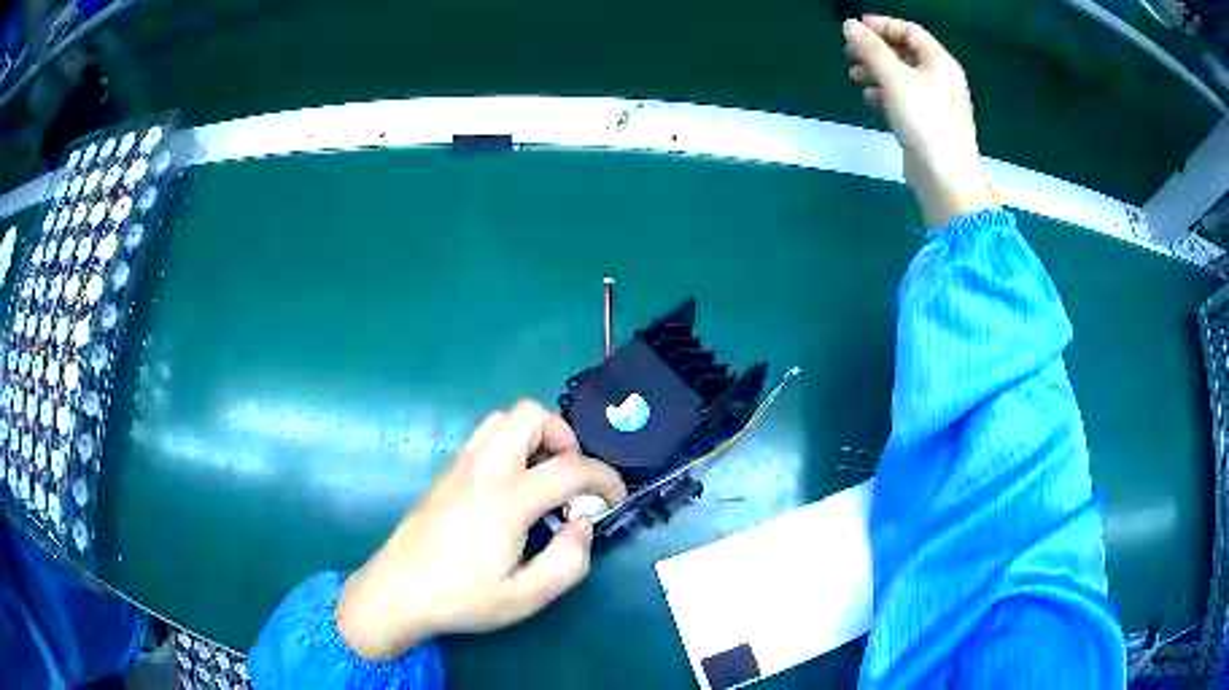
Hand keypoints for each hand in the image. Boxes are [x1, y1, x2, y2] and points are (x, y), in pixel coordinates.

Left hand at [335, 401, 626, 660]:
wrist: (396, 592)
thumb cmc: (461, 599)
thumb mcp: (526, 598)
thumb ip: (568, 562)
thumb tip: (582, 525)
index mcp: (506, 500)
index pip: (571, 467)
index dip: (605, 478)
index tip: (615, 499)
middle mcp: (482, 469)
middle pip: (531, 414)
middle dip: (565, 438)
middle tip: (572, 480)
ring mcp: (459, 466)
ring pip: (503, 419)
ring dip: (535, 438)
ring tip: (543, 480)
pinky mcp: (446, 474)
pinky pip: (485, 438)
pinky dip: (511, 447)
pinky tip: (511, 490)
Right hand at [844, 15, 999, 229]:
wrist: (946, 177)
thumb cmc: (925, 121)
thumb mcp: (894, 77)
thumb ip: (871, 48)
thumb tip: (849, 25)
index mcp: (940, 62)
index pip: (909, 31)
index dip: (882, 25)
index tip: (854, 28)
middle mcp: (941, 79)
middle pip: (905, 53)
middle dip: (876, 50)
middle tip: (849, 53)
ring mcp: (936, 103)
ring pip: (902, 76)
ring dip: (877, 72)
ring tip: (854, 76)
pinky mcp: (927, 124)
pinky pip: (903, 99)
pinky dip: (885, 94)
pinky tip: (870, 99)